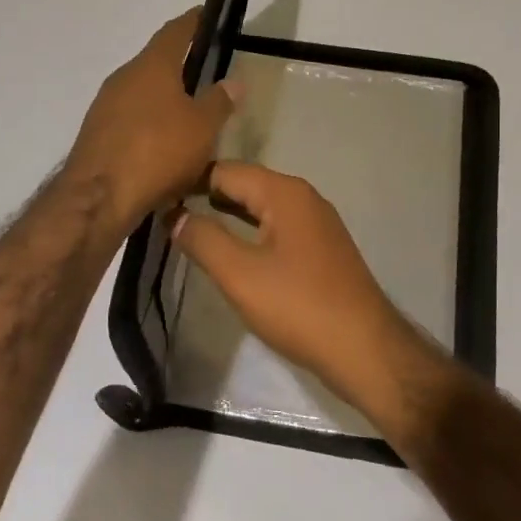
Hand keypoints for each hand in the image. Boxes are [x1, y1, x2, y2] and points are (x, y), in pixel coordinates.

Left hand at [65, 10, 239, 231]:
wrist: (99, 196)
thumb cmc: (158, 151)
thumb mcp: (202, 128)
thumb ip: (218, 102)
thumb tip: (233, 81)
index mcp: (152, 65)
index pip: (175, 32)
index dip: (193, 22)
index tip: (206, 15)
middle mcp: (124, 77)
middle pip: (155, 62)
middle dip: (179, 66)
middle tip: (205, 73)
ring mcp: (105, 106)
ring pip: (141, 93)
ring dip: (164, 99)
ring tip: (188, 113)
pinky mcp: (97, 134)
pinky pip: (130, 119)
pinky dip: (149, 124)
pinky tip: (163, 144)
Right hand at [171, 161, 435, 431]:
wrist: (364, 350)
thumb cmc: (298, 307)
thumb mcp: (240, 274)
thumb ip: (203, 239)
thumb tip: (174, 214)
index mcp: (285, 193)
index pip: (225, 170)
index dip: (189, 182)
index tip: (157, 199)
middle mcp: (304, 198)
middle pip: (246, 185)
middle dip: (207, 197)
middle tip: (167, 215)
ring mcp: (317, 224)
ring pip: (262, 208)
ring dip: (229, 216)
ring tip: (190, 230)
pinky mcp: (322, 250)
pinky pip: (277, 229)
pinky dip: (251, 233)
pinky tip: (233, 252)